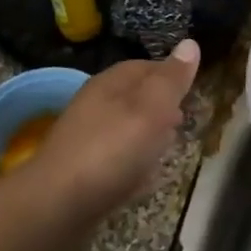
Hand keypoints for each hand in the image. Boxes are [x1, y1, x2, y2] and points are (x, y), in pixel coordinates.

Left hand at [13, 40, 200, 250]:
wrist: (58, 206)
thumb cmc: (111, 149)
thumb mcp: (151, 108)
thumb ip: (171, 80)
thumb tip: (190, 43)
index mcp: (109, 84)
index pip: (144, 67)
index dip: (170, 74)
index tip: (193, 88)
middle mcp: (95, 107)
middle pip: (135, 99)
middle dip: (161, 107)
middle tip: (185, 120)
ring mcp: (87, 141)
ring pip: (126, 130)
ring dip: (149, 137)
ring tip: (171, 148)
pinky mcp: (84, 174)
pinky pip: (118, 162)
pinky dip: (135, 165)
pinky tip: (147, 179)